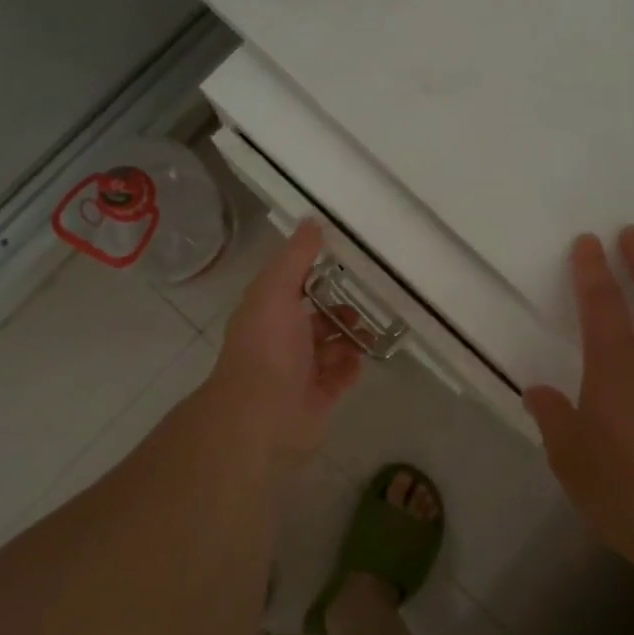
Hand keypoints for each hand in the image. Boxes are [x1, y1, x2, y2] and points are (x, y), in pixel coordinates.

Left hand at [205, 220, 363, 465]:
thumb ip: (296, 257)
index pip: (290, 288)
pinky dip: (350, 368)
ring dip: (349, 339)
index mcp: (266, 313)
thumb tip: (312, 221)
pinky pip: (338, 379)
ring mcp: (298, 373)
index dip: (313, 275)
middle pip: (313, 321)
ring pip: (329, 350)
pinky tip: (362, 359)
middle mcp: (280, 342)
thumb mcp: (277, 289)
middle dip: (338, 311)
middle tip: (365, 304)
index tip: (344, 264)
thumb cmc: (267, 345)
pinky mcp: (316, 400)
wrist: (263, 413)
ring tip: (370, 332)